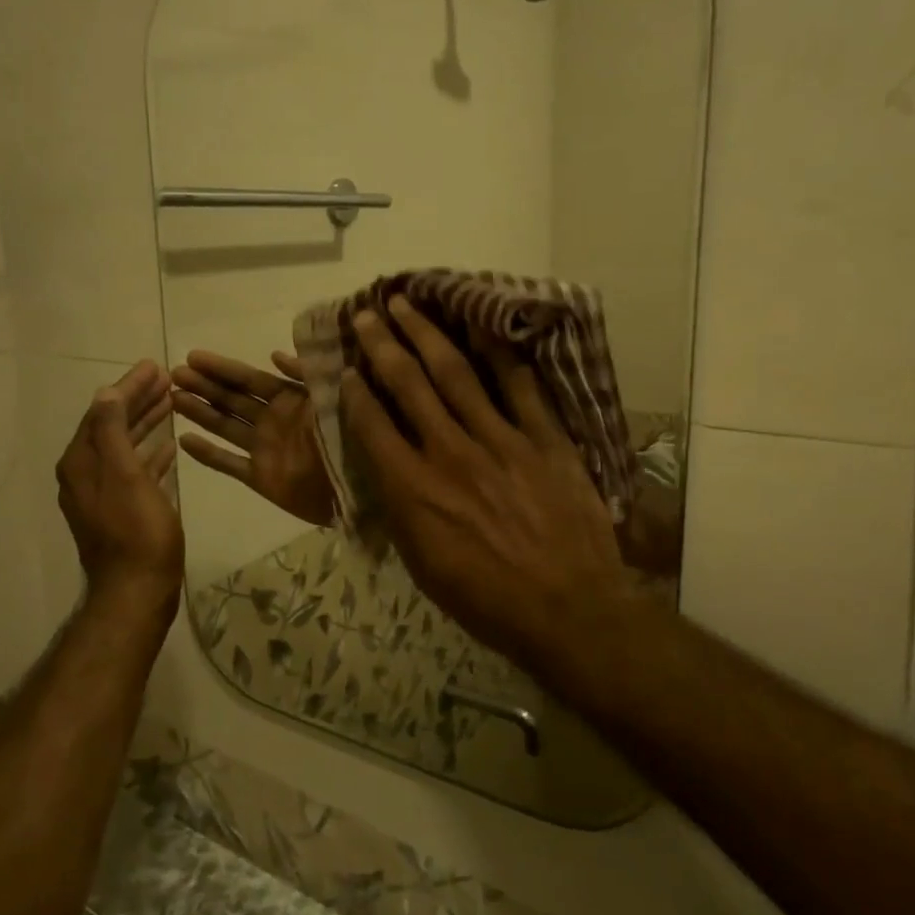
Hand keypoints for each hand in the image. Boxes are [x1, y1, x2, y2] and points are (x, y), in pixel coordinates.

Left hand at [57, 360, 183, 624]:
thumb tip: (106, 393)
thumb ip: (113, 432)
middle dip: (136, 400)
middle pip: (111, 425)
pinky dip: (149, 453)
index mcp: (81, 463)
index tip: (154, 366)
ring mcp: (101, 494)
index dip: (128, 387)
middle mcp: (85, 474)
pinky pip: (133, 469)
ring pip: (123, 446)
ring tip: (170, 403)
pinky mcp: (120, 510)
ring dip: (145, 423)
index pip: (103, 411)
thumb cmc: (137, 532)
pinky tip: (168, 447)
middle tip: (165, 378)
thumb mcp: (125, 476)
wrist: (137, 590)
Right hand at [171, 351, 337, 527]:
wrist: (363, 490)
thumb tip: (274, 354)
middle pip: (232, 400)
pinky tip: (183, 441)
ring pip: (225, 426)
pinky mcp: (262, 478)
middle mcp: (273, 421)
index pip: (249, 379)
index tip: (193, 355)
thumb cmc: (351, 440)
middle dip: (204, 386)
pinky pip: (230, 464)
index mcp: (291, 400)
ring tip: (171, 399)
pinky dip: (208, 454)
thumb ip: (306, 376)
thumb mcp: (333, 398)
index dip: (222, 367)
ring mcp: (265, 449)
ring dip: (200, 412)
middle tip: (173, 374)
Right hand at [340, 298, 635, 668]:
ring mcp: (501, 441)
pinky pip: (520, 386)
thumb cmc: (487, 600)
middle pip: (409, 385)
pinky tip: (483, 324)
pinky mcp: (545, 440)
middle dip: (383, 344)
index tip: (346, 366)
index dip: (354, 391)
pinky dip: (500, 353)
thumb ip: (401, 511)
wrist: (569, 611)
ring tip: (408, 303)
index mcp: (414, 491)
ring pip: (457, 373)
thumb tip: (387, 472)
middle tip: (366, 313)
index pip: (372, 425)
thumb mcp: (424, 566)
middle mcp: (451, 453)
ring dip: (428, 334)